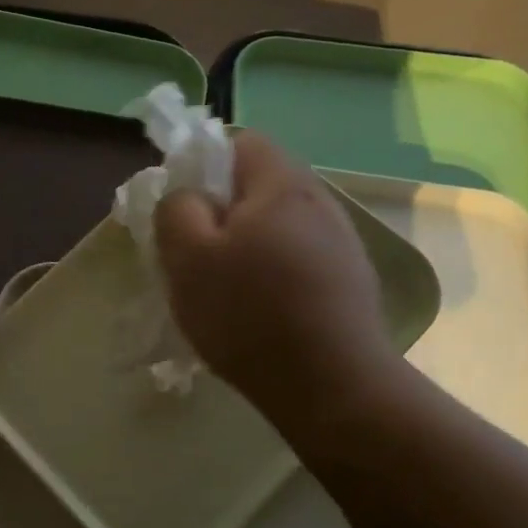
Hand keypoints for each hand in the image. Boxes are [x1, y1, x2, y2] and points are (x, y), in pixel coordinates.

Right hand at [154, 132, 406, 431]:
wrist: (331, 385)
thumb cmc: (249, 313)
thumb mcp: (187, 256)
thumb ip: (176, 208)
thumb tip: (187, 195)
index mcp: (281, 184)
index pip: (240, 141)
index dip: (204, 164)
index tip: (184, 208)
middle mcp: (321, 201)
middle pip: (260, 185)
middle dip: (224, 210)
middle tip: (198, 253)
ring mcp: (342, 242)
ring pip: (280, 224)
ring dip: (249, 244)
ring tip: (227, 288)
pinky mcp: (351, 280)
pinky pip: (300, 257)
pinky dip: (275, 271)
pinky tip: (262, 310)